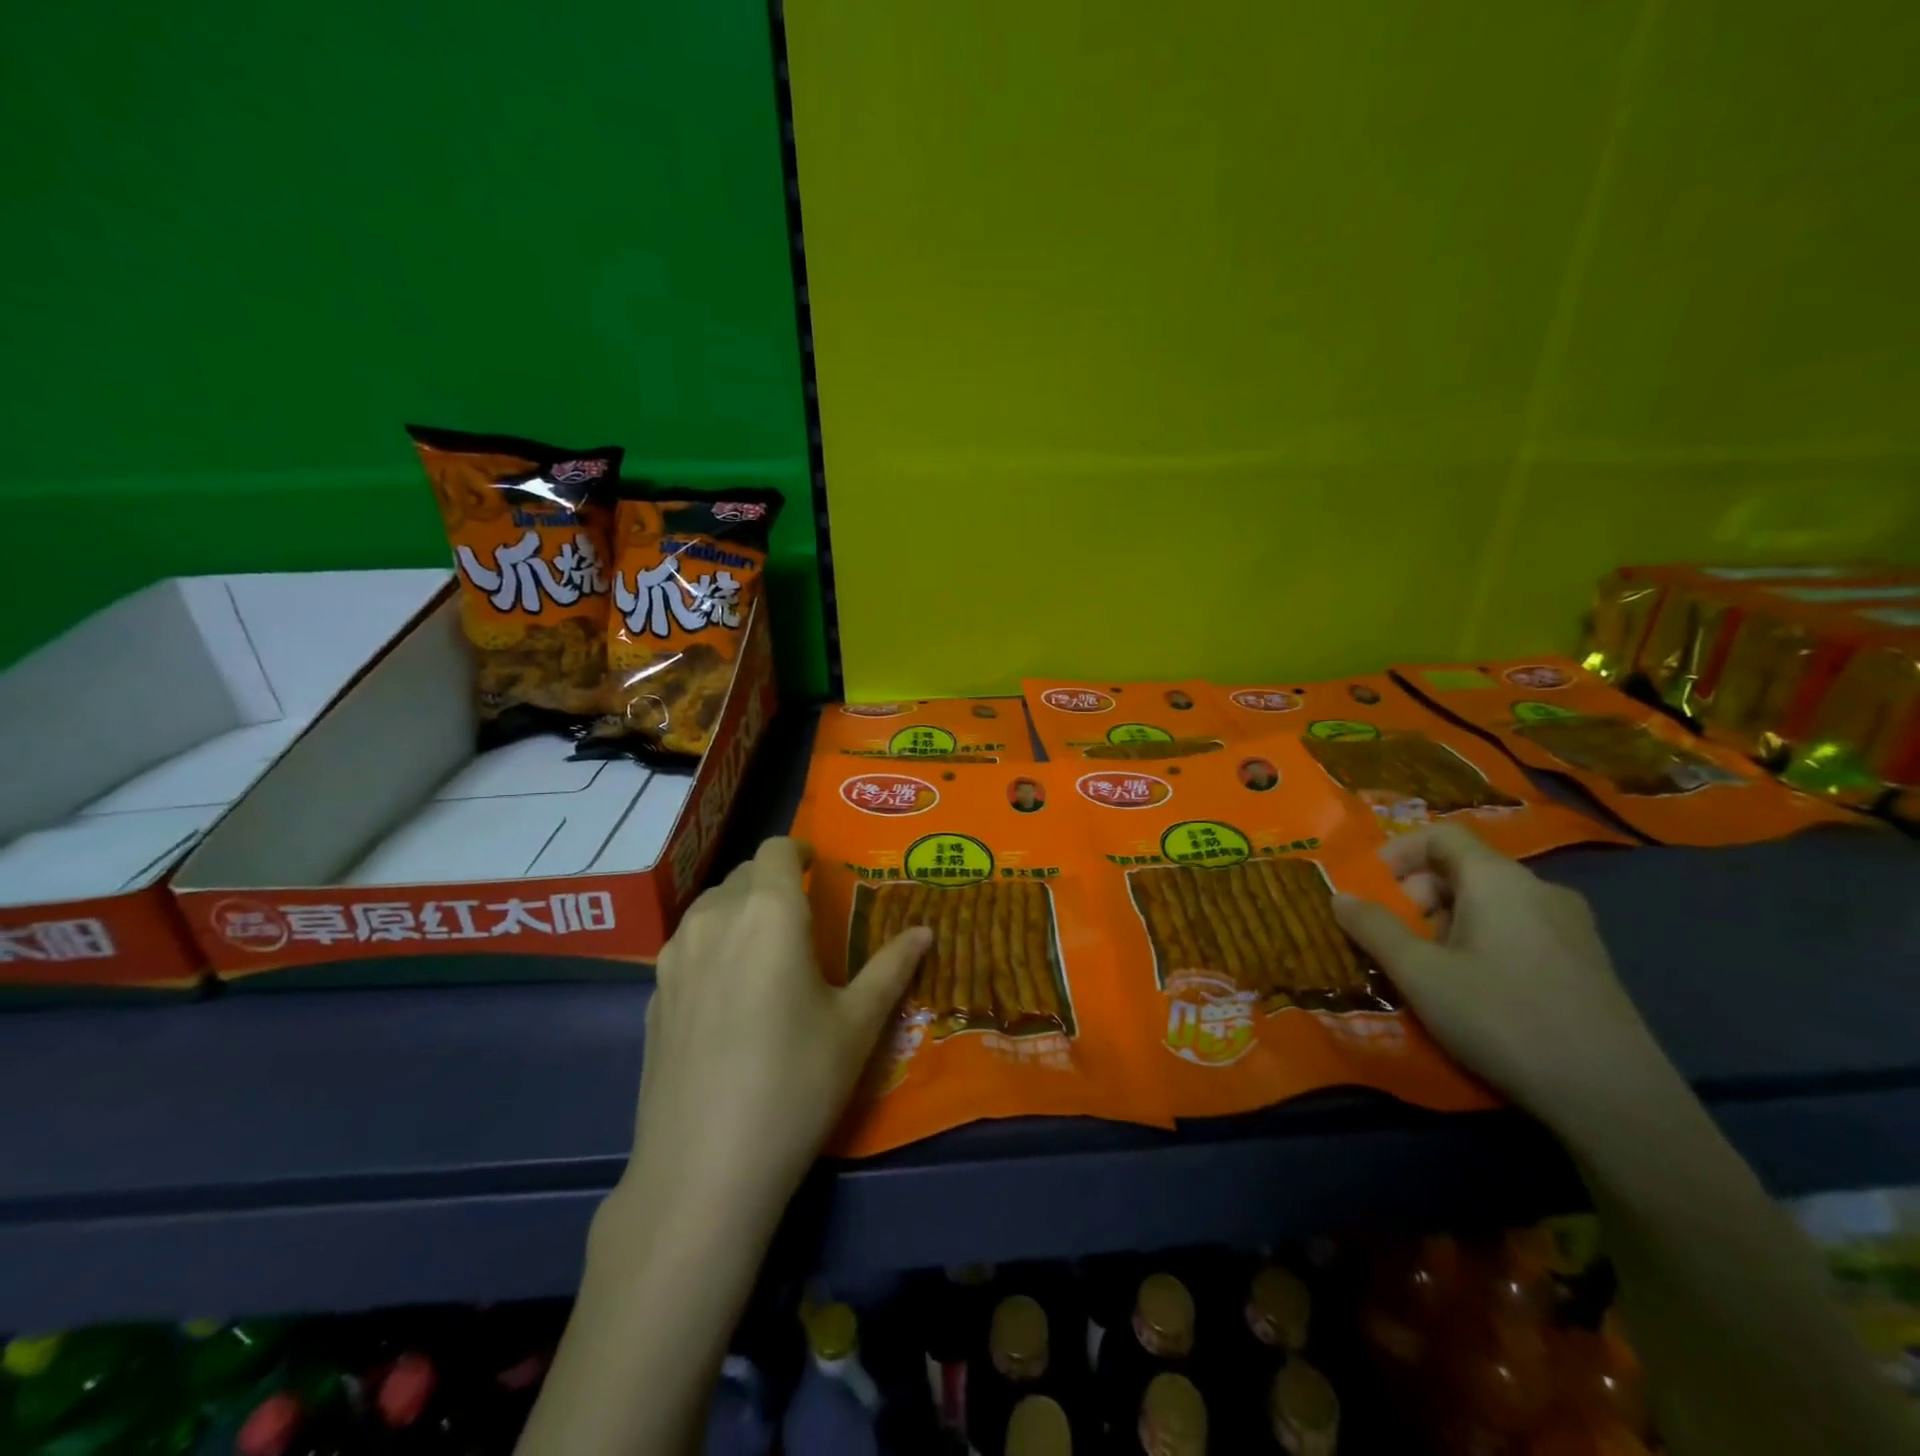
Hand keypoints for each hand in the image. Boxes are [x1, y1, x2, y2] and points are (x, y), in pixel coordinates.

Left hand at [610, 836, 931, 1235]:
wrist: (703, 1168)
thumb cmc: (795, 1082)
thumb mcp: (856, 1025)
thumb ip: (891, 967)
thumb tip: (925, 932)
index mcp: (767, 912)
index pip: (776, 849)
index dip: (798, 850)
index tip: (817, 869)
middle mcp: (714, 918)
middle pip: (743, 875)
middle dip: (774, 882)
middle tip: (804, 918)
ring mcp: (674, 957)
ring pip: (711, 907)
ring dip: (740, 910)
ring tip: (767, 952)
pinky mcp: (652, 995)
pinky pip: (688, 945)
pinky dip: (714, 945)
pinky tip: (730, 995)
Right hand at [1331, 824, 1665, 1123]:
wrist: (1615, 1098)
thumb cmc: (1502, 1018)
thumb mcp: (1419, 973)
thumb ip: (1374, 928)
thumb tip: (1340, 896)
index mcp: (1500, 880)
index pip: (1443, 836)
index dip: (1399, 853)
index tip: (1371, 888)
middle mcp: (1540, 890)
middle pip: (1465, 869)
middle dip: (1418, 895)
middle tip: (1394, 938)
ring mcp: (1572, 927)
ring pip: (1491, 903)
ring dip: (1447, 923)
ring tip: (1427, 969)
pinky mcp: (1587, 963)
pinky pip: (1519, 930)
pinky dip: (1482, 942)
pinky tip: (1473, 990)